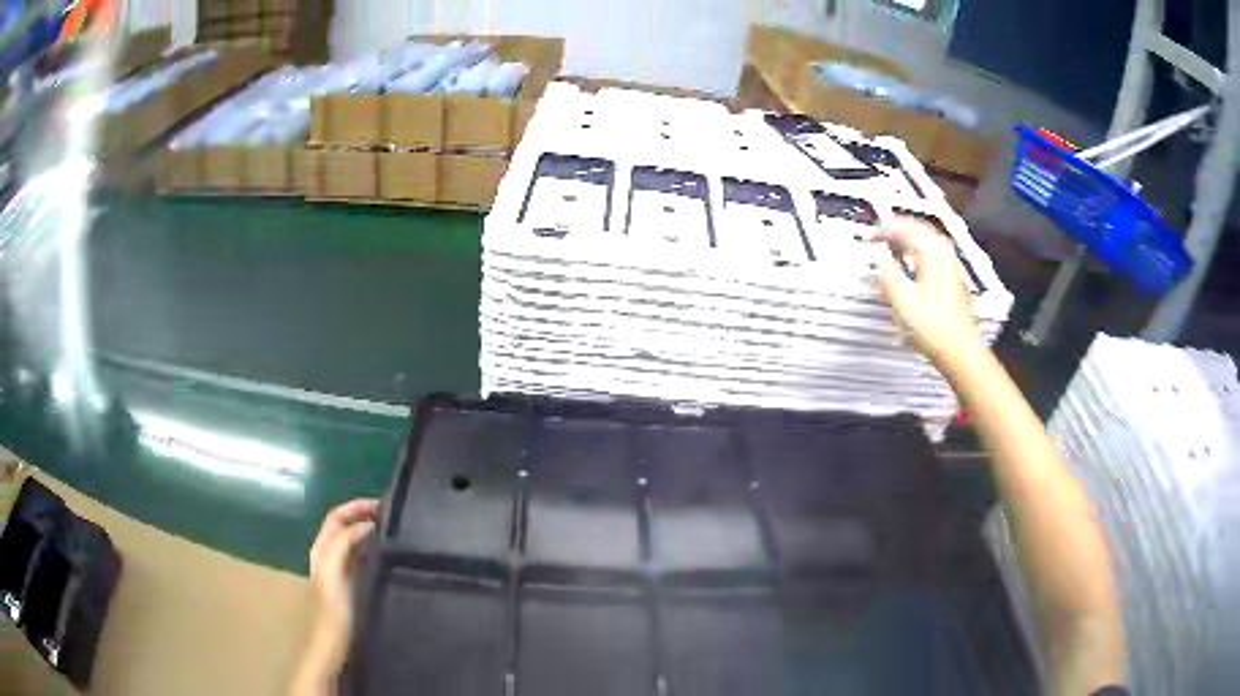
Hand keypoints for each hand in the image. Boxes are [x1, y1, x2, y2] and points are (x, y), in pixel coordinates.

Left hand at [306, 499, 378, 665]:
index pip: (337, 516)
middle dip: (364, 516)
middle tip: (393, 517)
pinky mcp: (350, 587)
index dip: (357, 506)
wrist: (332, 647)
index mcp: (322, 549)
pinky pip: (360, 560)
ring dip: (369, 533)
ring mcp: (338, 572)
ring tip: (394, 535)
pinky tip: (388, 560)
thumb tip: (367, 525)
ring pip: (352, 543)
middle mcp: (327, 556)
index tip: (385, 506)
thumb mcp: (334, 572)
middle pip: (344, 526)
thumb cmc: (333, 611)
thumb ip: (344, 544)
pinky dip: (372, 551)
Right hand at [876, 221, 983, 372]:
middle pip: (922, 229)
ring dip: (912, 240)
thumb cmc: (936, 330)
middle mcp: (945, 257)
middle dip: (901, 229)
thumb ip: (886, 272)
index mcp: (932, 254)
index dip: (886, 229)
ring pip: (931, 241)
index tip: (873, 234)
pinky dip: (923, 253)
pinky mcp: (955, 283)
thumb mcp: (901, 300)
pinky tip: (916, 266)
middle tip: (884, 234)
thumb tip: (876, 255)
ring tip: (897, 246)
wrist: (960, 351)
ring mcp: (953, 269)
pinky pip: (937, 256)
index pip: (906, 229)